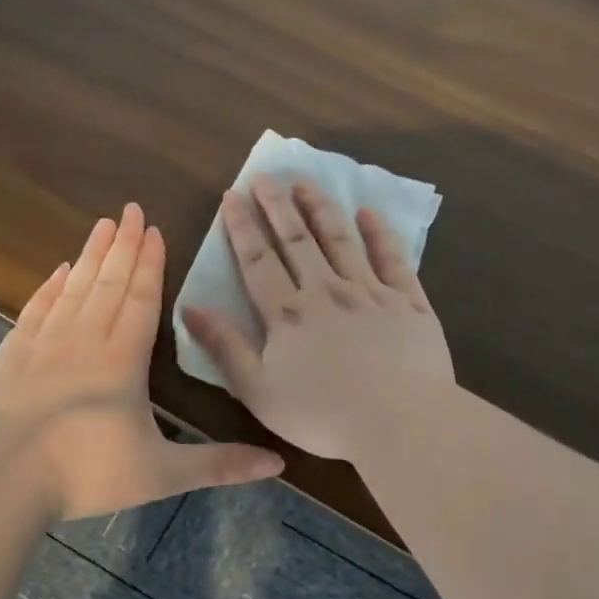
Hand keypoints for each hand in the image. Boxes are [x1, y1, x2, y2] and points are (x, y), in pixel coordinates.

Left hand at [0, 203, 282, 520]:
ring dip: (90, 256)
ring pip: (73, 289)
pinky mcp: (9, 358)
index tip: (153, 229)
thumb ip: (219, 464)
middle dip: (123, 245)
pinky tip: (58, 272)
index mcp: (123, 360)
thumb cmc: (86, 473)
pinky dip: (49, 288)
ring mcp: (42, 346)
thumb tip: (278, 463)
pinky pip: (35, 310)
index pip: (141, 299)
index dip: (150, 264)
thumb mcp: (162, 473)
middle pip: (108, 283)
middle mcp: (84, 341)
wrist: (0, 481)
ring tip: (101, 225)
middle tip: (130, 209)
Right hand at [182, 177, 454, 461]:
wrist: (400, 422)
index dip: (243, 227)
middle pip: (297, 240)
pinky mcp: (408, 301)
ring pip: (340, 239)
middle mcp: (326, 291)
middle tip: (265, 176)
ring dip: (320, 208)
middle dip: (278, 206)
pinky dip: (379, 234)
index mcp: (288, 314)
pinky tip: (368, 213)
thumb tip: (190, 308)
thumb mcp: (259, 390)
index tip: (232, 196)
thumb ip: (226, 347)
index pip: (258, 261)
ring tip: (306, 182)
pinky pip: (392, 259)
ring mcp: (370, 292)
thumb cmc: (323, 416)